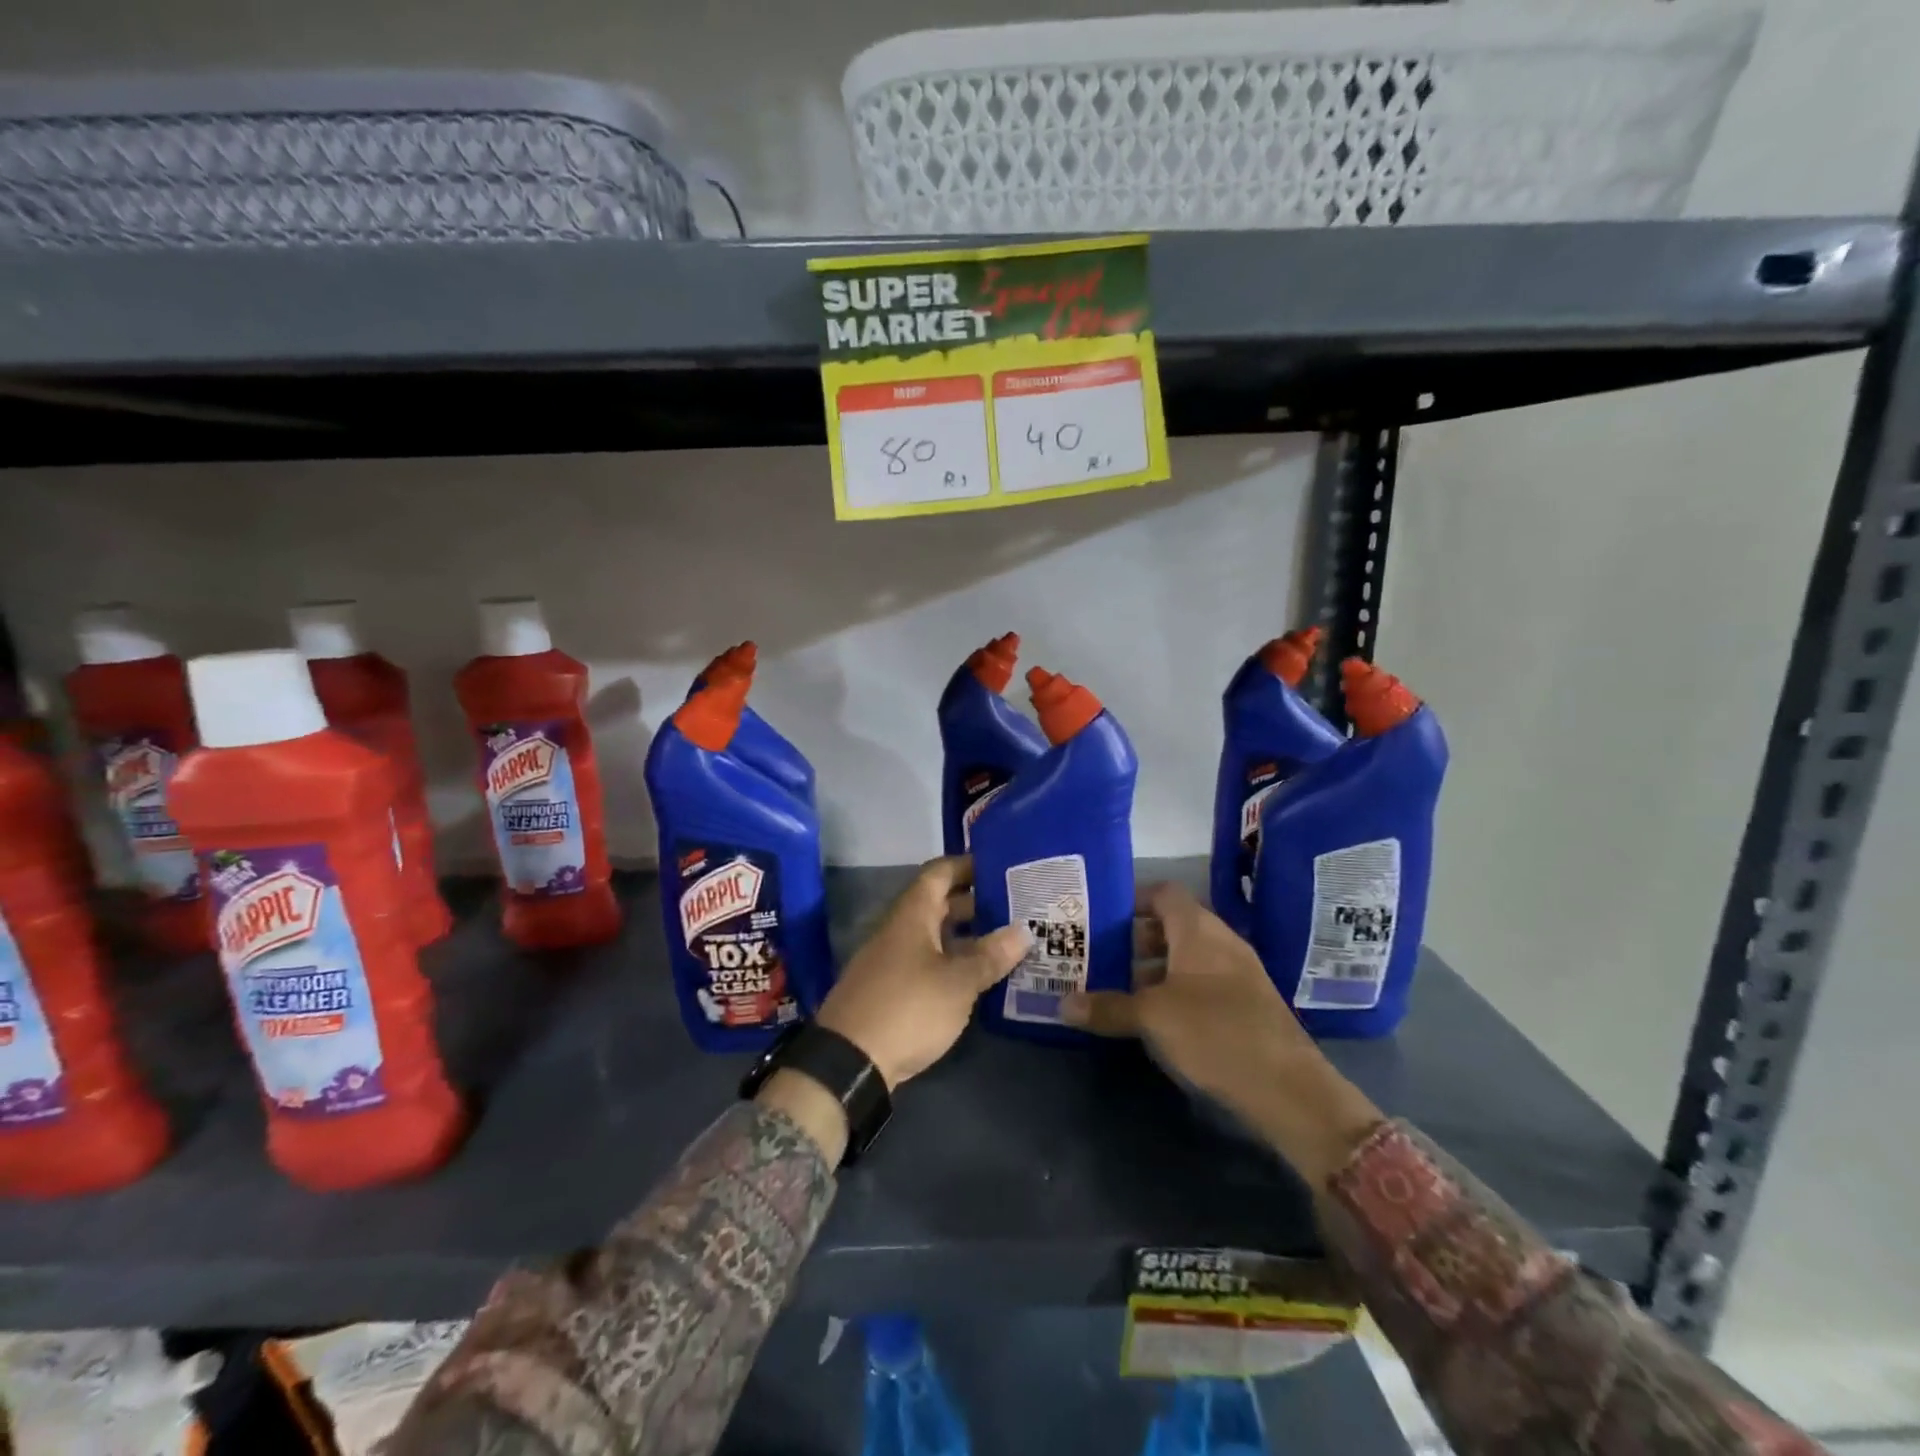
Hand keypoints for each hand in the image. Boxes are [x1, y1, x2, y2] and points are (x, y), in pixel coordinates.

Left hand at [815, 856, 1030, 1089]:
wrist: (849, 1061)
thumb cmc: (907, 1008)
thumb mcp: (958, 982)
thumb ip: (990, 956)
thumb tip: (1024, 930)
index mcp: (912, 914)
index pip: (939, 872)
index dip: (968, 865)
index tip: (1002, 867)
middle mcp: (900, 929)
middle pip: (939, 903)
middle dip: (976, 902)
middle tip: (1016, 907)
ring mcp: (892, 959)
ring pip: (935, 935)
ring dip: (967, 936)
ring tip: (1007, 941)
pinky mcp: (891, 989)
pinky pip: (928, 962)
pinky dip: (953, 962)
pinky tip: (980, 977)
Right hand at [1061, 882, 1381, 1189]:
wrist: (1290, 1090)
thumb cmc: (1215, 1033)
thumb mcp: (1153, 1018)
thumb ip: (1108, 1007)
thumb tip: (1063, 1003)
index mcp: (1199, 930)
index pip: (1163, 893)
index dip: (1131, 898)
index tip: (1099, 914)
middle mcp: (1220, 942)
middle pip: (1172, 924)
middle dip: (1135, 937)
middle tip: (1098, 952)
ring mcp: (1237, 973)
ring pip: (1186, 955)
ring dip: (1153, 966)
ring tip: (1116, 986)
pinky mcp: (1245, 1003)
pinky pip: (1201, 980)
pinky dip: (1174, 987)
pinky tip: (1153, 1015)